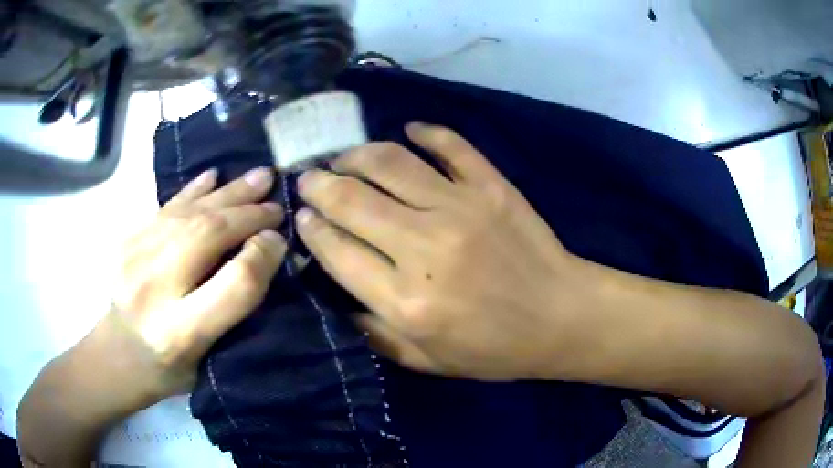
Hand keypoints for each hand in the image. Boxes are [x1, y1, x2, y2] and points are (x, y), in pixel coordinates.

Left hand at [110, 167, 286, 396]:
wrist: (117, 354)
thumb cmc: (169, 367)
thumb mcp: (209, 359)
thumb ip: (235, 309)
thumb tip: (268, 255)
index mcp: (181, 333)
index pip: (234, 285)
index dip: (262, 256)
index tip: (280, 241)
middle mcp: (155, 289)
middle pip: (208, 236)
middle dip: (248, 216)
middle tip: (276, 205)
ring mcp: (135, 257)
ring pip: (190, 213)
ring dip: (228, 193)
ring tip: (259, 177)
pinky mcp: (128, 240)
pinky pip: (167, 206)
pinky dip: (194, 190)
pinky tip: (214, 176)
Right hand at [297, 123, 584, 380]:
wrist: (561, 318)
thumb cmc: (495, 349)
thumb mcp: (427, 361)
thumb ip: (374, 333)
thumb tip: (336, 295)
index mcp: (406, 301)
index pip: (337, 250)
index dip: (312, 228)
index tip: (302, 216)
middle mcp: (425, 248)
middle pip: (353, 200)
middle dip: (320, 184)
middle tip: (309, 178)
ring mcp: (461, 209)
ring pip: (391, 162)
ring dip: (357, 154)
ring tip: (344, 158)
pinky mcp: (492, 187)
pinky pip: (451, 145)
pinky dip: (426, 132)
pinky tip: (409, 131)